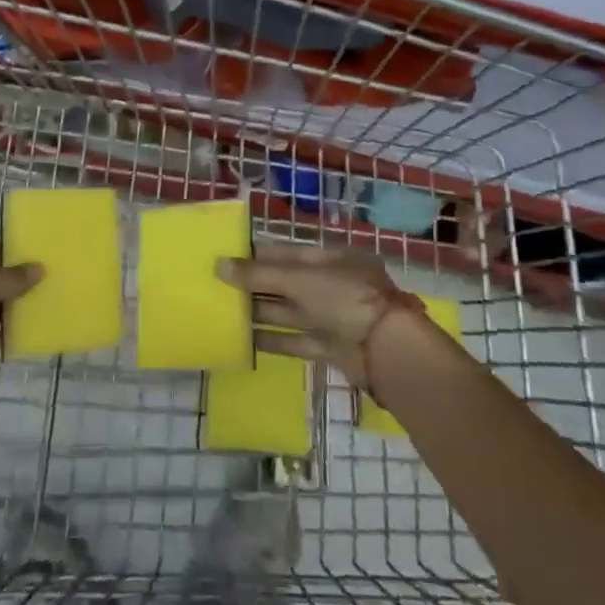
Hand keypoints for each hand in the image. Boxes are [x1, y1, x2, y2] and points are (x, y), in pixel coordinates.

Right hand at [218, 244, 413, 386]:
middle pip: (287, 283)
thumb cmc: (344, 298)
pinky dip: (273, 340)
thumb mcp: (299, 279)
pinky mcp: (330, 347)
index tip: (227, 258)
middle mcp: (331, 285)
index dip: (259, 255)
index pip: (288, 253)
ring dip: (260, 312)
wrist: (386, 351)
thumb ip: (258, 275)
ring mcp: (332, 317)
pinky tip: (246, 341)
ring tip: (225, 312)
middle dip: (255, 285)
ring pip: (289, 311)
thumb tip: (218, 265)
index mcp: (331, 259)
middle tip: (218, 286)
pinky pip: (296, 340)